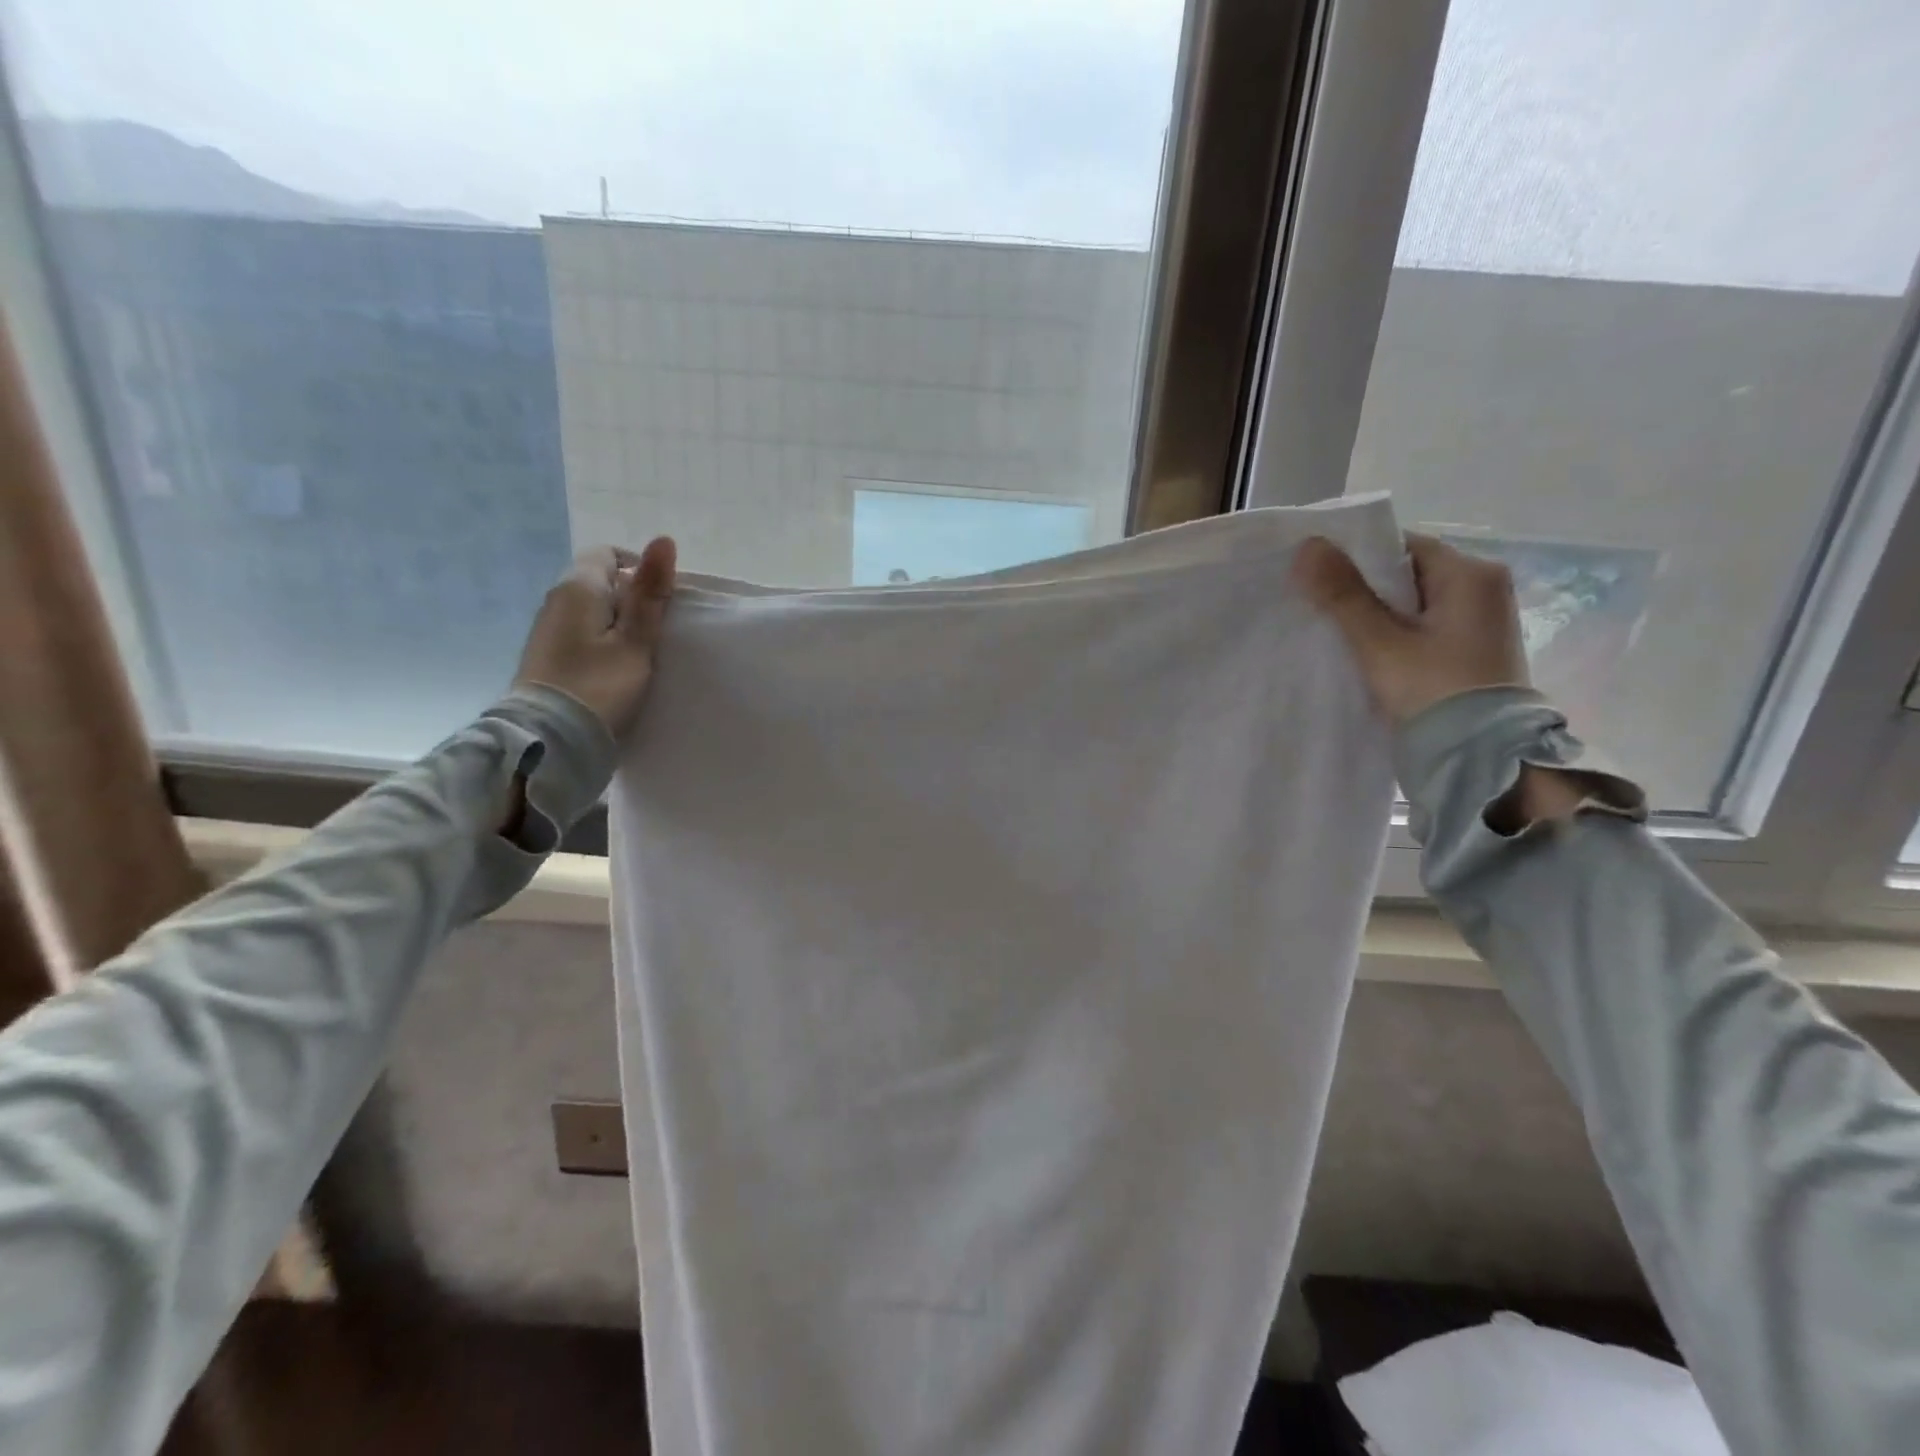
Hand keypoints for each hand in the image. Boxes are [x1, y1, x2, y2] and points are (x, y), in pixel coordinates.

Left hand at [513, 539, 677, 738]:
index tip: (661, 602)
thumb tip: (664, 540)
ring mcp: (548, 628)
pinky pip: (581, 633)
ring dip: (618, 623)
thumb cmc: (599, 687)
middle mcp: (556, 599)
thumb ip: (650, 594)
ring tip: (639, 653)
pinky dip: (602, 642)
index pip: (609, 554)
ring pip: (592, 609)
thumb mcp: (635, 642)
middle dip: (632, 598)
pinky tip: (616, 669)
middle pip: (600, 582)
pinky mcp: (547, 655)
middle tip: (657, 632)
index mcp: (578, 587)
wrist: (549, 740)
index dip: (640, 569)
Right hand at [1293, 532, 1529, 723]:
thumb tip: (1307, 545)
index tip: (1319, 580)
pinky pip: (1426, 626)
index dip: (1356, 559)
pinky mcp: (1475, 649)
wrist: (1480, 759)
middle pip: (1408, 574)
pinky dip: (1397, 633)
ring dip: (1378, 614)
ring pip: (1414, 602)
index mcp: (1471, 573)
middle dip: (1365, 589)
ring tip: (1340, 632)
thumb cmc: (1432, 691)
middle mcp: (1486, 587)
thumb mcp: (1379, 643)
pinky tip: (1370, 652)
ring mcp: (1484, 620)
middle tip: (1321, 607)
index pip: (1401, 546)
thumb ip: (1343, 595)